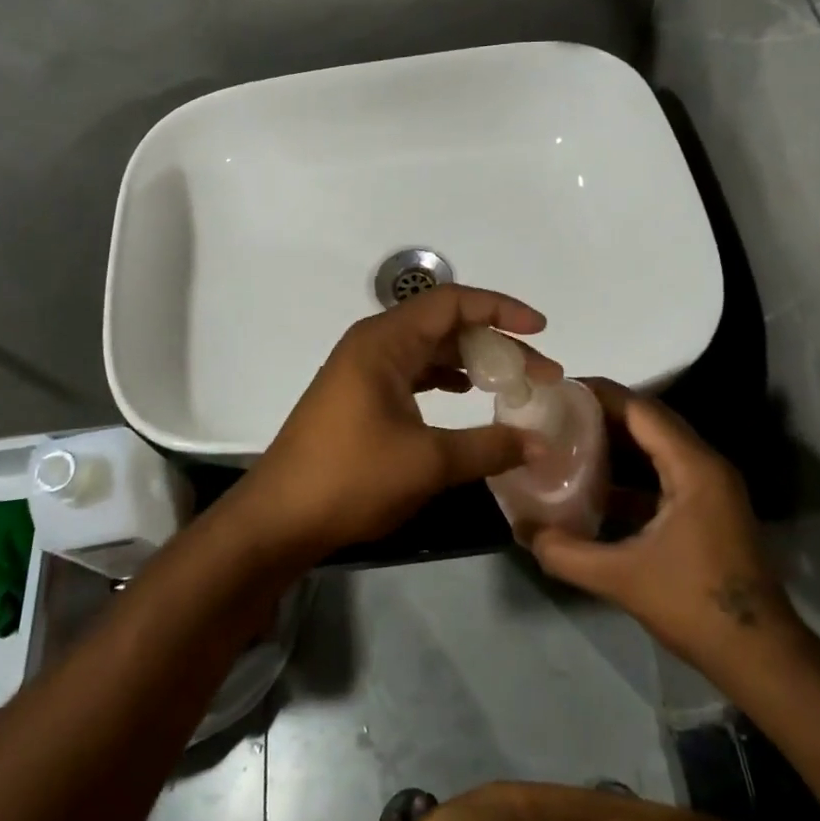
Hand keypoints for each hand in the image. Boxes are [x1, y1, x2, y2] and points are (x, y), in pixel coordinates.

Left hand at [241, 285, 559, 560]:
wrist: (279, 518)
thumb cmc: (350, 478)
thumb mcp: (427, 463)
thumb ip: (488, 447)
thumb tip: (540, 443)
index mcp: (384, 341)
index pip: (452, 302)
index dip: (500, 309)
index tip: (540, 330)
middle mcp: (373, 343)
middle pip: (444, 324)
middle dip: (494, 342)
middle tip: (538, 373)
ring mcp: (363, 369)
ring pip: (429, 349)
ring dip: (471, 362)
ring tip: (510, 385)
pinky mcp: (360, 394)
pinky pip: (413, 370)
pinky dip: (445, 378)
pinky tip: (466, 396)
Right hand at [531, 381, 800, 664]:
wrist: (760, 657)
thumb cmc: (695, 605)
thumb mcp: (621, 578)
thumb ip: (566, 552)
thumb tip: (522, 530)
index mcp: (693, 467)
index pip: (641, 409)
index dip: (598, 394)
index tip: (558, 389)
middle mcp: (705, 465)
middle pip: (648, 421)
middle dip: (602, 414)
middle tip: (555, 413)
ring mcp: (709, 488)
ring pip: (656, 447)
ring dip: (616, 442)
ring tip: (567, 440)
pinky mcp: (706, 509)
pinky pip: (662, 472)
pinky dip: (630, 472)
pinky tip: (595, 486)